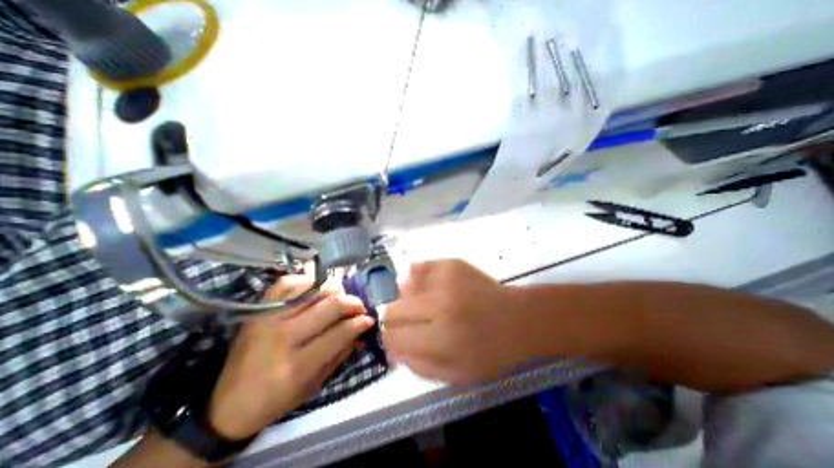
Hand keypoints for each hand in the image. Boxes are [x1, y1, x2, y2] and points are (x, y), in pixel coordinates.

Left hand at [206, 273, 372, 437]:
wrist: (226, 404)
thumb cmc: (276, 399)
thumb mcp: (313, 385)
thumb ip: (341, 354)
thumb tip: (362, 332)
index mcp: (297, 365)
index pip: (340, 332)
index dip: (360, 322)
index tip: (369, 319)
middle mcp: (283, 336)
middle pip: (331, 305)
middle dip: (353, 303)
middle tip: (359, 307)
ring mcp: (269, 317)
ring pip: (314, 289)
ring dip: (334, 290)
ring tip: (340, 297)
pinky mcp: (259, 309)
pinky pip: (288, 283)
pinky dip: (306, 282)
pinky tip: (315, 289)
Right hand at [383, 259, 533, 383]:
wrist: (518, 320)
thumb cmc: (490, 353)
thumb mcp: (454, 374)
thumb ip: (417, 365)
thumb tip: (391, 349)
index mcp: (439, 339)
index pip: (392, 336)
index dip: (389, 339)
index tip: (396, 339)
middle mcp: (438, 305)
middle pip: (392, 309)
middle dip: (396, 320)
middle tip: (412, 322)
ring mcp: (445, 279)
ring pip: (403, 287)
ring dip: (409, 298)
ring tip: (426, 305)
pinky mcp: (451, 263)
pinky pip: (420, 268)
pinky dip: (420, 280)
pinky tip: (433, 289)